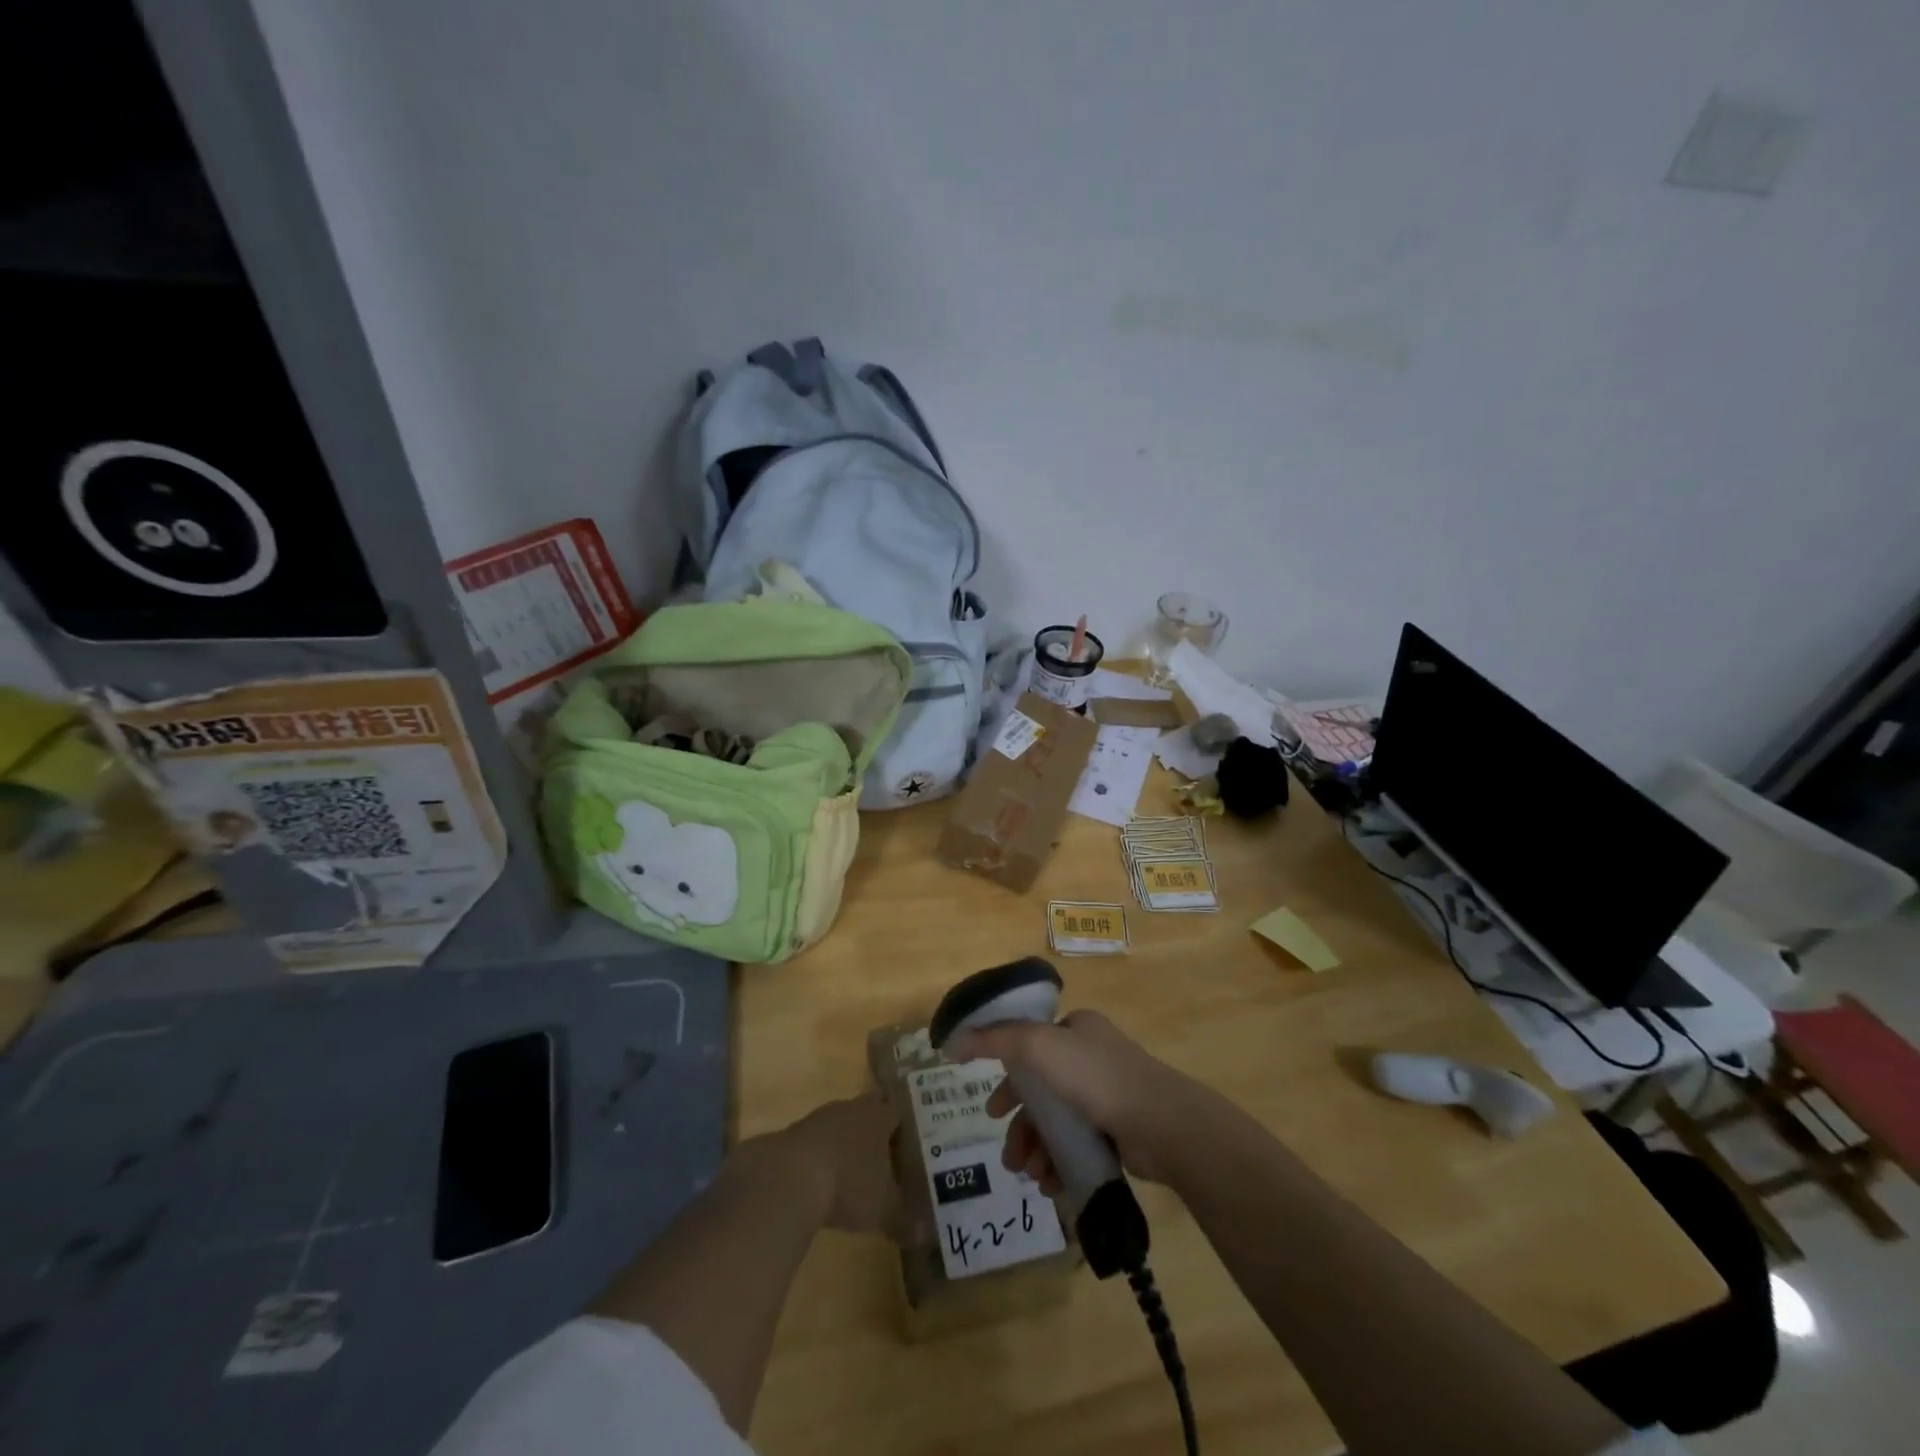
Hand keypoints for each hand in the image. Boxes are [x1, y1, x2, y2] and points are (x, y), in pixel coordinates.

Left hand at [749, 1093, 905, 1239]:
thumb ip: (906, 1220)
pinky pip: (815, 1143)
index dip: (906, 1125)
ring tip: (854, 1170)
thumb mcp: (883, 1209)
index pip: (897, 1111)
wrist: (786, 1179)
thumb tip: (927, 1235)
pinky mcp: (792, 1135)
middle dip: (876, 1133)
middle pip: (868, 1113)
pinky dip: (821, 1157)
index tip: (913, 1141)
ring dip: (846, 1144)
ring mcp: (818, 1119)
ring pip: (840, 1126)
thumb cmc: (847, 1185)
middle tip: (887, 1156)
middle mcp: (850, 1108)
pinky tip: (822, 1181)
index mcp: (878, 1116)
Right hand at [947, 1010, 1195, 1192]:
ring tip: (1028, 1174)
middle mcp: (1092, 1056)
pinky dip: (1060, 1162)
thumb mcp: (1036, 1045)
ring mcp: (1108, 1095)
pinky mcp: (1119, 1131)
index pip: (1030, 1045)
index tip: (991, 1108)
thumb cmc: (1094, 1077)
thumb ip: (992, 1040)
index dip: (1006, 1076)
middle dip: (1021, 1123)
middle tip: (1008, 1152)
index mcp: (1077, 1028)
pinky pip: (1078, 1146)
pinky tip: (1050, 1183)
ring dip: (1037, 1148)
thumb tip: (951, 1041)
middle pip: (1041, 1090)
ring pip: (1058, 1122)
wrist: (1160, 1124)